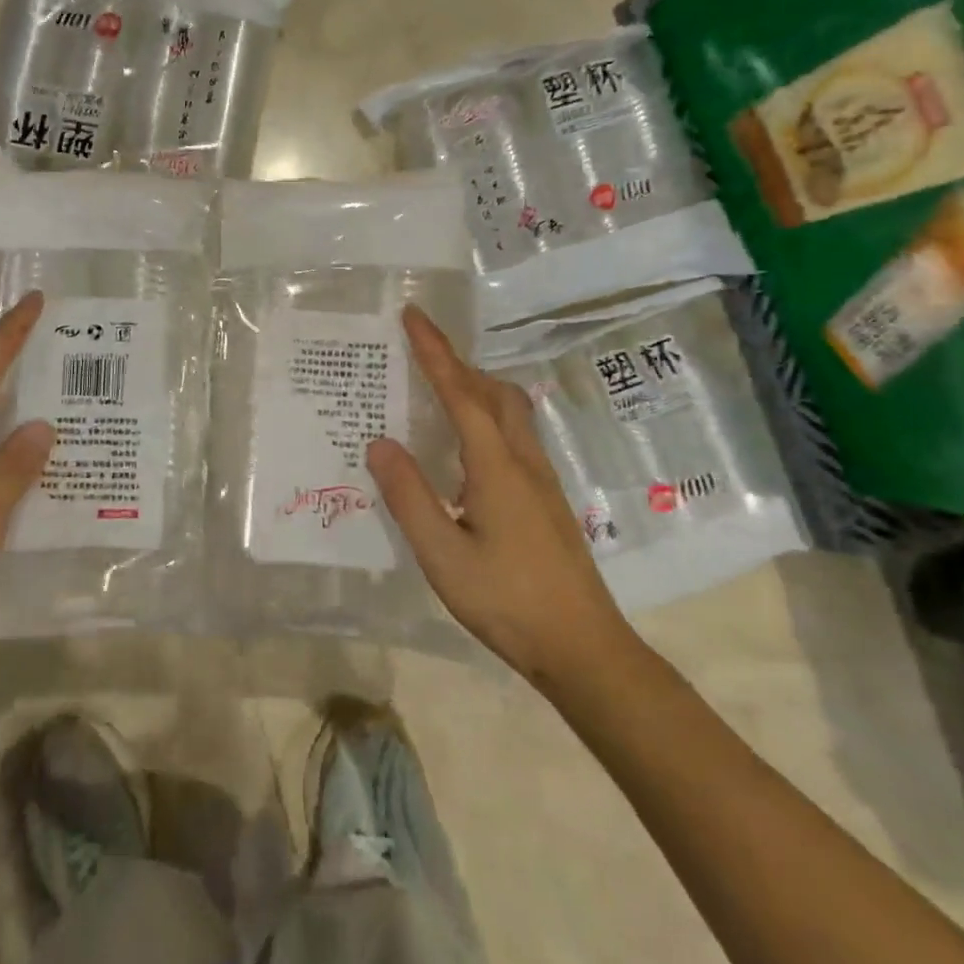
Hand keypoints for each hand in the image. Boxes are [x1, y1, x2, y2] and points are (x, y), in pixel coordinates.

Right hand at [366, 305, 641, 689]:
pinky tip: (465, 445)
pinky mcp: (545, 498)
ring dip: (474, 386)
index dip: (435, 351)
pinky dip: (485, 414)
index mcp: (496, 465)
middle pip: (492, 392)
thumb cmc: (508, 601)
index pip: (461, 392)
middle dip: (456, 363)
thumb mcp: (443, 556)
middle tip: (419, 350)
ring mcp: (540, 479)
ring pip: (508, 411)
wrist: (584, 648)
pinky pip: (513, 433)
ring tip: (437, 388)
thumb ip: (409, 497)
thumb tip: (378, 442)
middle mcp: (523, 460)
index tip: (413, 315)